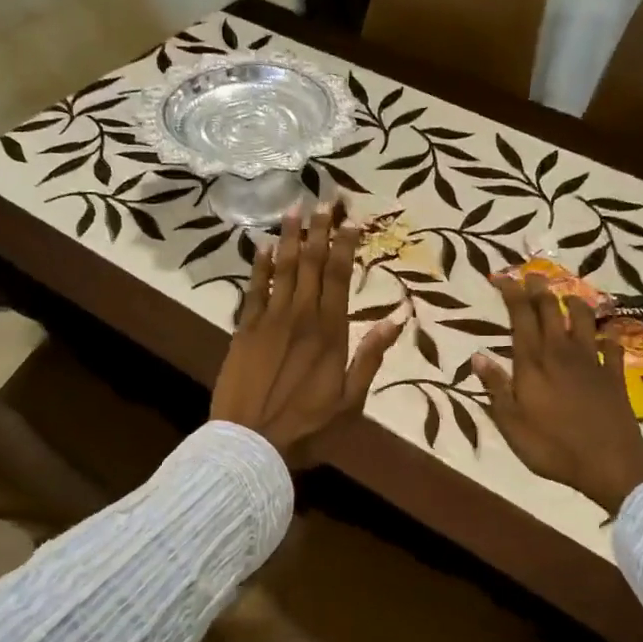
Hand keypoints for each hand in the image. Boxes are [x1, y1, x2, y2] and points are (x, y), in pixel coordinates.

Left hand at [210, 204, 406, 461]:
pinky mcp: (243, 331)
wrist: (251, 443)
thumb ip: (371, 355)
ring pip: (281, 269)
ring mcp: (268, 321)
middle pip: (310, 263)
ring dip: (289, 237)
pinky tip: (262, 245)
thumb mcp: (351, 400)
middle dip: (320, 229)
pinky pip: (252, 290)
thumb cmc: (308, 427)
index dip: (345, 244)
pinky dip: (258, 266)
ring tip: (296, 207)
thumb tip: (399, 317)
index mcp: (329, 333)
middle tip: (326, 197)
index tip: (352, 218)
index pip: (338, 276)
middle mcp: (299, 317)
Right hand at [472, 273, 642, 514]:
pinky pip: (611, 345)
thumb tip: (478, 356)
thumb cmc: (551, 446)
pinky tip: (605, 336)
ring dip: (574, 303)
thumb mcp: (511, 423)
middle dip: (540, 290)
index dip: (512, 293)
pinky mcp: (614, 375)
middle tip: (533, 274)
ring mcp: (591, 361)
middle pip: (551, 311)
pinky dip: (607, 337)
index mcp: (533, 363)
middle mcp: (561, 353)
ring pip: (584, 320)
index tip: (504, 276)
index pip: (521, 317)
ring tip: (567, 296)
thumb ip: (496, 387)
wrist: (608, 462)